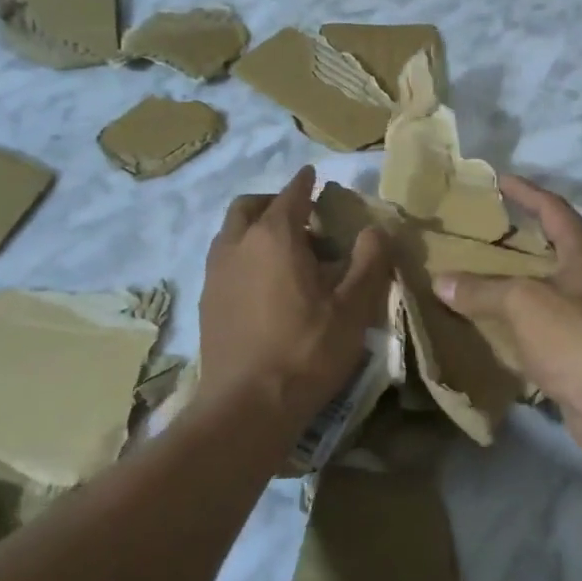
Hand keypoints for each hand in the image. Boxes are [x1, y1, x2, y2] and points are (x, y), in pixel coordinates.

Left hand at [200, 166, 391, 426]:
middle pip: (249, 206)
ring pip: (231, 233)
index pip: (291, 194)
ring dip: (255, 229)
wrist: (247, 406)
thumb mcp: (354, 306)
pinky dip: (244, 255)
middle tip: (300, 216)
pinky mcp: (206, 302)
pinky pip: (224, 261)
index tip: (313, 175)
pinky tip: (263, 284)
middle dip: (274, 201)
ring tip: (283, 251)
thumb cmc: (307, 350)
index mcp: (274, 236)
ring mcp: (215, 274)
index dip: (305, 182)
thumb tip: (375, 229)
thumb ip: (369, 261)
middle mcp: (237, 245)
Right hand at [433, 175, 581, 456]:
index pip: (553, 207)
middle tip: (482, 232)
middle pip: (555, 246)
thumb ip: (482, 290)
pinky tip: (496, 326)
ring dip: (520, 282)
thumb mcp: (523, 303)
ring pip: (551, 288)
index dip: (525, 192)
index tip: (498, 179)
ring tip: (481, 276)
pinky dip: (524, 320)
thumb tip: (442, 281)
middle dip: (520, 239)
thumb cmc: (578, 336)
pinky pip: (549, 324)